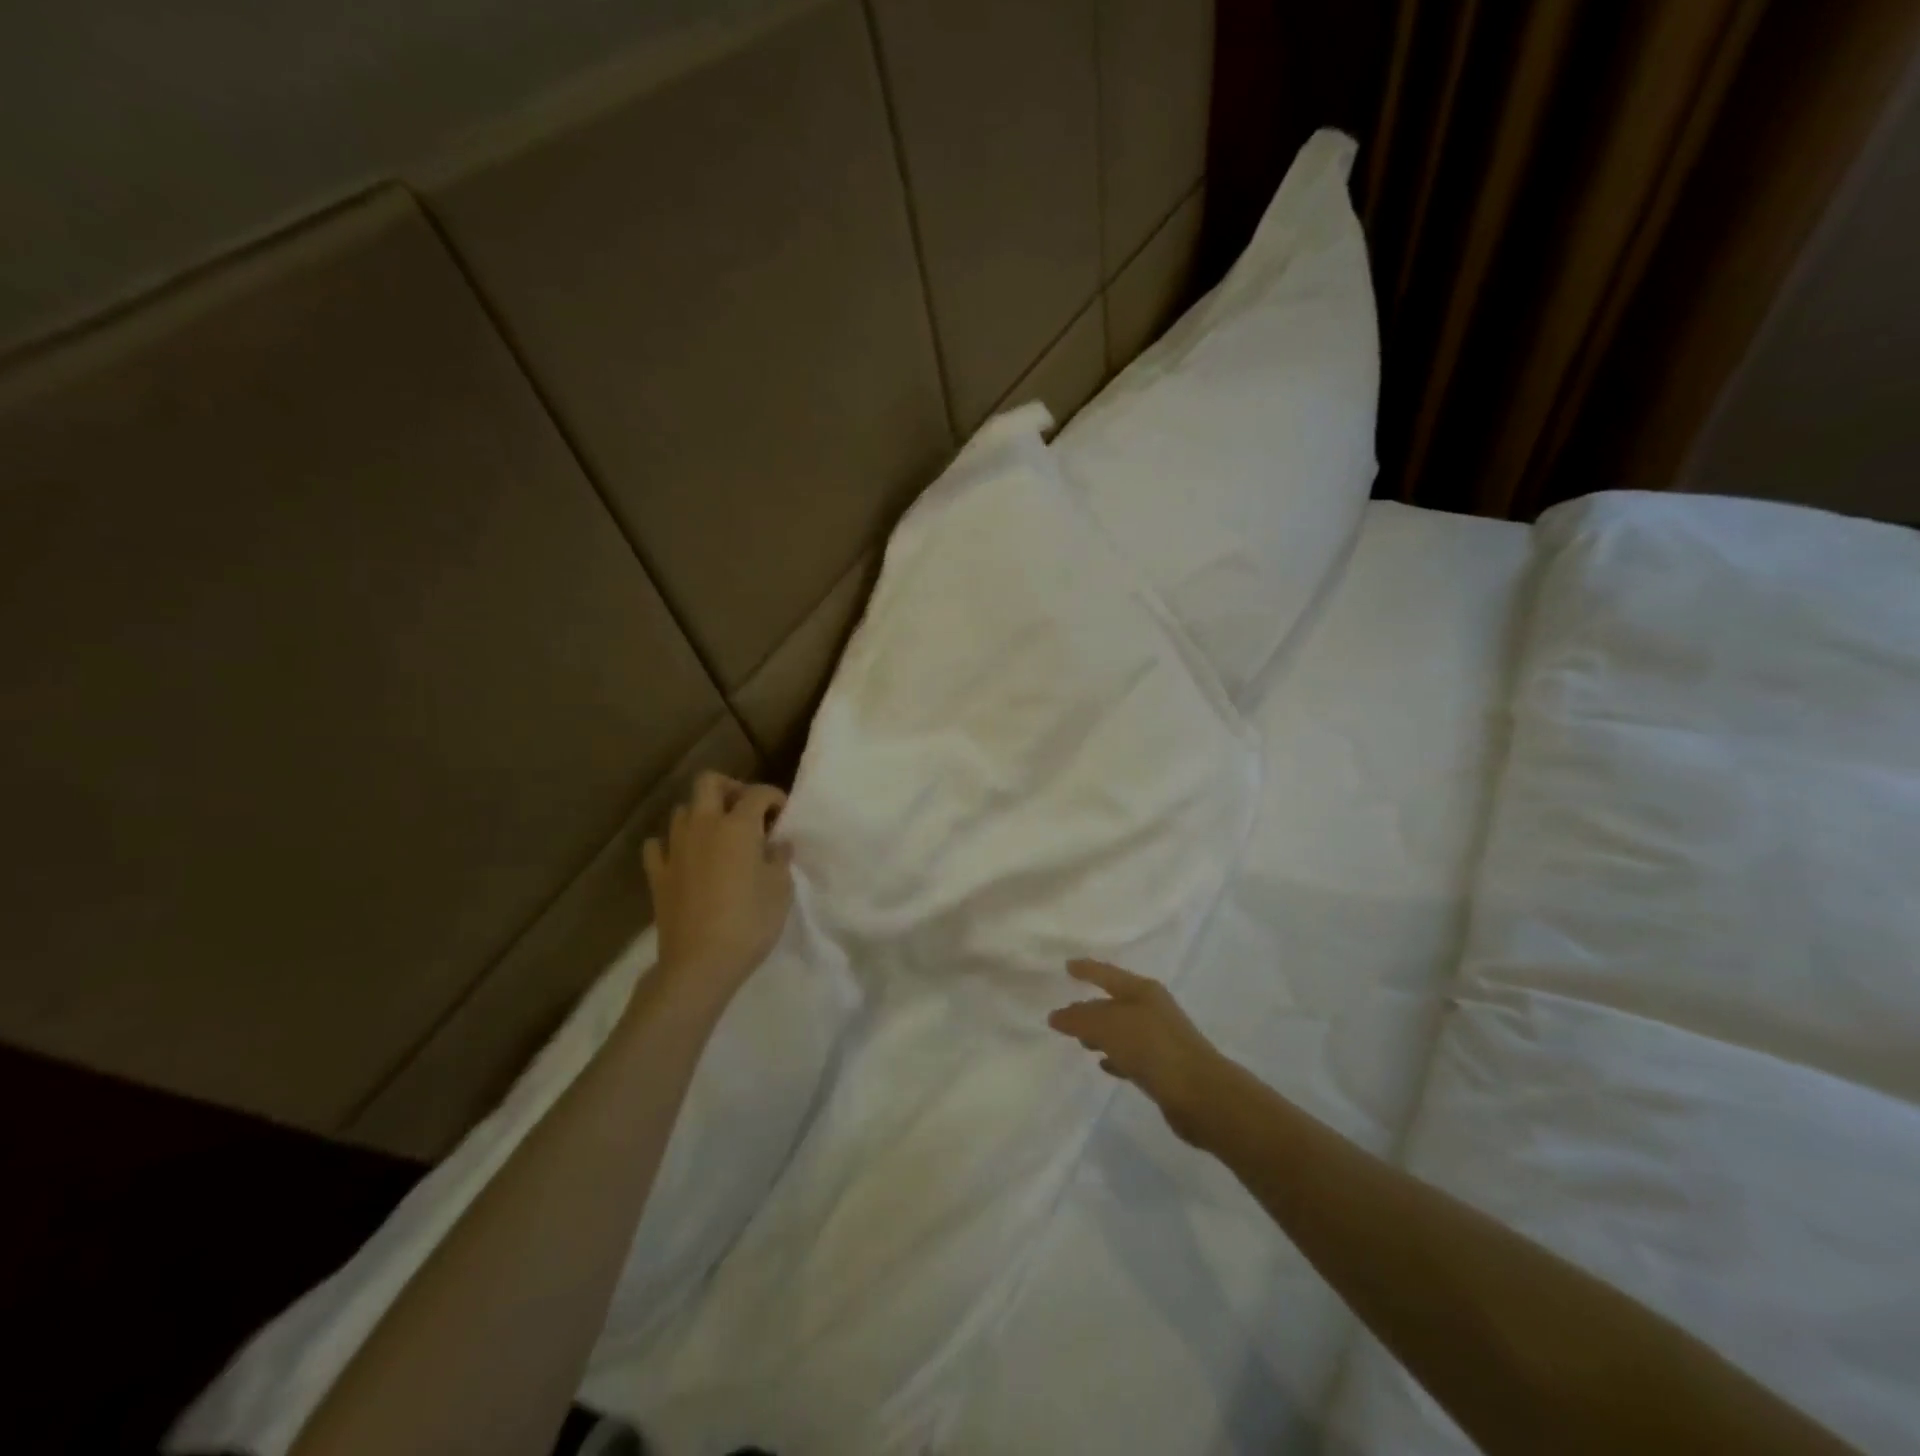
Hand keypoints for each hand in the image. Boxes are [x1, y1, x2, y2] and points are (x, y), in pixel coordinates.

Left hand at [642, 772, 793, 1009]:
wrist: (700, 963)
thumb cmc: (750, 922)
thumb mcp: (780, 889)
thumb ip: (780, 859)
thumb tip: (777, 844)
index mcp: (738, 826)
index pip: (758, 793)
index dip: (774, 797)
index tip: (783, 814)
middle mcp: (704, 826)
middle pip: (709, 783)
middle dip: (730, 787)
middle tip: (746, 810)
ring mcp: (675, 849)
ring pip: (682, 811)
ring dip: (702, 814)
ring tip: (718, 835)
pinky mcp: (657, 874)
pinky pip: (658, 846)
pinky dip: (671, 845)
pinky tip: (683, 857)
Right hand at [1048, 959, 1227, 1144]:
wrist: (1201, 1095)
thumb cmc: (1153, 1048)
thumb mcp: (1109, 1026)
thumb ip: (1080, 1019)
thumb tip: (1057, 1015)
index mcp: (1143, 991)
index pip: (1107, 974)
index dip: (1087, 969)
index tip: (1067, 965)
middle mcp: (1153, 1009)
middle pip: (1115, 1003)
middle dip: (1091, 1006)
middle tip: (1067, 1012)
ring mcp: (1161, 1039)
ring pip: (1123, 1030)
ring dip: (1102, 1034)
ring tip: (1080, 1042)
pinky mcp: (1164, 1068)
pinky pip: (1132, 1056)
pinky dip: (1116, 1057)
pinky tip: (1104, 1065)